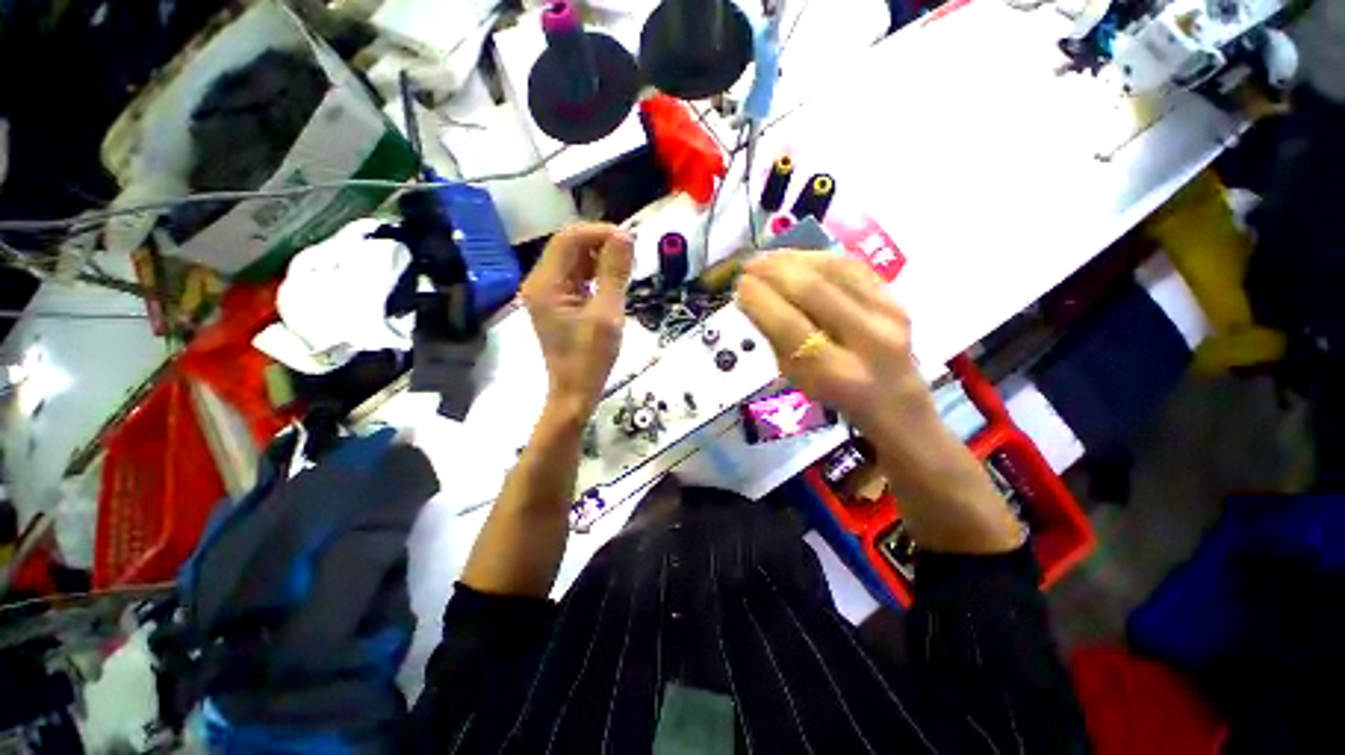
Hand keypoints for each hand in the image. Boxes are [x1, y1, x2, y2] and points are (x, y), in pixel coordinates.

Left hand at [522, 223, 634, 418]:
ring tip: (626, 268)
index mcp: (546, 283)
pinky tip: (613, 281)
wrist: (575, 392)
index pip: (569, 239)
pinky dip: (596, 273)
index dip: (600, 232)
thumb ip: (614, 274)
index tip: (630, 241)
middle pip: (570, 246)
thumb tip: (625, 236)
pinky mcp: (558, 302)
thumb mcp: (607, 315)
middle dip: (601, 244)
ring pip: (575, 260)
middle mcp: (541, 282)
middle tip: (632, 256)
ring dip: (600, 258)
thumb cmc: (590, 358)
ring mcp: (548, 293)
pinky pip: (577, 277)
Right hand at [737, 251, 1021, 552]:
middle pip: (814, 291)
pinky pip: (852, 266)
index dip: (761, 301)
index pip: (790, 326)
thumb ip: (776, 339)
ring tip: (766, 258)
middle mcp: (868, 340)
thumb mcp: (797, 378)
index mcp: (837, 373)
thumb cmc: (837, 396)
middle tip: (748, 266)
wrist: (897, 401)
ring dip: (793, 258)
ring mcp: (889, 314)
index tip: (739, 286)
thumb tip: (752, 299)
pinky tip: (797, 256)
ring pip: (835, 270)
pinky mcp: (897, 297)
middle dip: (773, 272)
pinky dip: (818, 256)